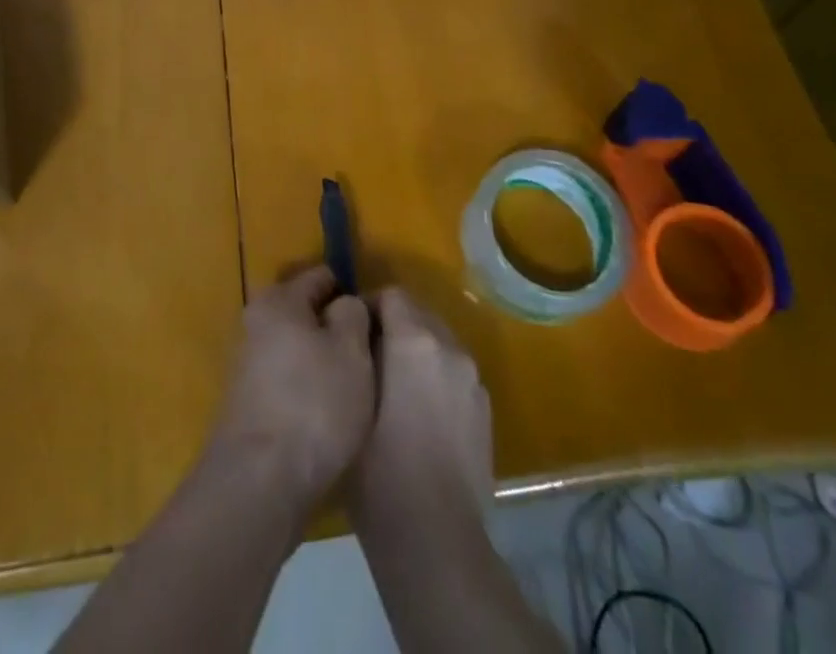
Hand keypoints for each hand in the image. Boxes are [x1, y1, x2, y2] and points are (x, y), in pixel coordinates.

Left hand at [206, 265, 373, 510]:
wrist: (259, 483)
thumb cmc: (313, 404)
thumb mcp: (351, 351)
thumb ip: (353, 314)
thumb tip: (345, 305)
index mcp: (278, 300)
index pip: (320, 276)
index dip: (351, 290)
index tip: (377, 317)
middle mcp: (255, 323)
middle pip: (305, 313)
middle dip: (335, 328)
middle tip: (369, 356)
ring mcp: (247, 366)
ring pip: (296, 349)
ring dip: (322, 362)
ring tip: (354, 389)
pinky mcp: (247, 405)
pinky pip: (287, 381)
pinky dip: (307, 390)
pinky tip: (328, 415)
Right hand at [351, 286, 492, 527]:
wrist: (436, 540)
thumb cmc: (380, 471)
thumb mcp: (353, 402)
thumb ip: (357, 355)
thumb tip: (359, 336)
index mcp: (416, 340)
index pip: (392, 295)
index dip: (368, 306)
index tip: (350, 332)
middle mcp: (451, 348)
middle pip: (419, 314)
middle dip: (393, 326)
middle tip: (367, 359)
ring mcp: (473, 380)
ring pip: (439, 343)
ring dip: (416, 352)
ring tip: (392, 389)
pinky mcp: (485, 411)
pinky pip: (454, 374)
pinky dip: (436, 378)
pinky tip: (418, 416)